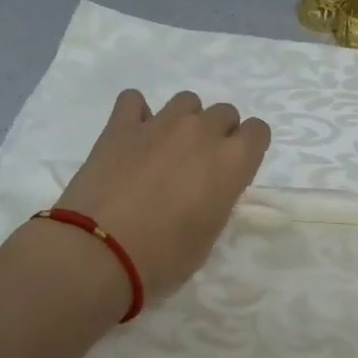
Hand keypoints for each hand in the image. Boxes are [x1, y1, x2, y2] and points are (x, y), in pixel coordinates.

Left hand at [48, 88, 270, 302]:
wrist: (100, 252)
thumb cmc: (163, 257)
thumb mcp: (207, 235)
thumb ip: (216, 199)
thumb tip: (206, 188)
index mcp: (231, 162)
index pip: (258, 131)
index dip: (247, 148)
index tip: (234, 169)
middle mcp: (201, 133)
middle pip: (223, 113)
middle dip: (217, 133)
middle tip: (199, 164)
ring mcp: (159, 124)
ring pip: (186, 101)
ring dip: (183, 121)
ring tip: (166, 149)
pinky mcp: (120, 126)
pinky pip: (134, 100)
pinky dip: (137, 114)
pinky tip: (132, 137)